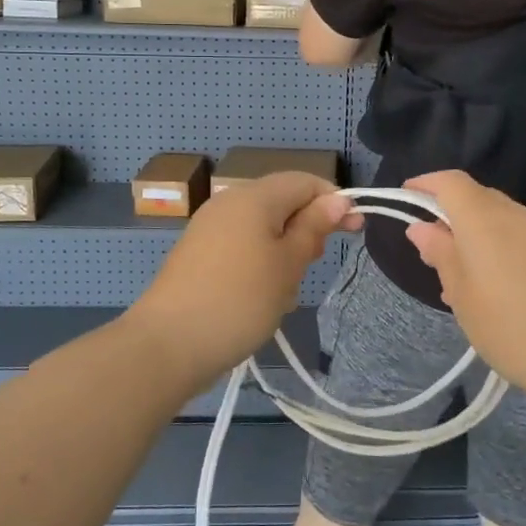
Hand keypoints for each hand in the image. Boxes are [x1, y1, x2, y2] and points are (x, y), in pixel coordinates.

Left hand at [122, 173, 358, 389]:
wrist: (168, 344)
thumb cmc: (240, 300)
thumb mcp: (288, 265)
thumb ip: (313, 228)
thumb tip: (336, 200)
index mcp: (253, 197)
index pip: (304, 181)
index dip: (334, 200)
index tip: (356, 230)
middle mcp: (229, 202)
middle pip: (282, 201)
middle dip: (307, 227)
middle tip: (316, 263)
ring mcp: (209, 228)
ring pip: (263, 227)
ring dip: (285, 250)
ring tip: (287, 289)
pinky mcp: (198, 254)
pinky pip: (242, 245)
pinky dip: (261, 262)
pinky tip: (263, 296)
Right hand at [401, 171, 525, 402]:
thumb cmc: (512, 329)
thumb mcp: (463, 296)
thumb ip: (441, 254)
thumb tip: (421, 227)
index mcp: (485, 219)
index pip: (451, 181)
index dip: (425, 184)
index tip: (405, 199)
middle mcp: (515, 214)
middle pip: (475, 196)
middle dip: (447, 211)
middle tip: (429, 249)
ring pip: (497, 216)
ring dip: (472, 232)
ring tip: (456, 277)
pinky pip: (517, 234)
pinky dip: (495, 245)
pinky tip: (491, 287)